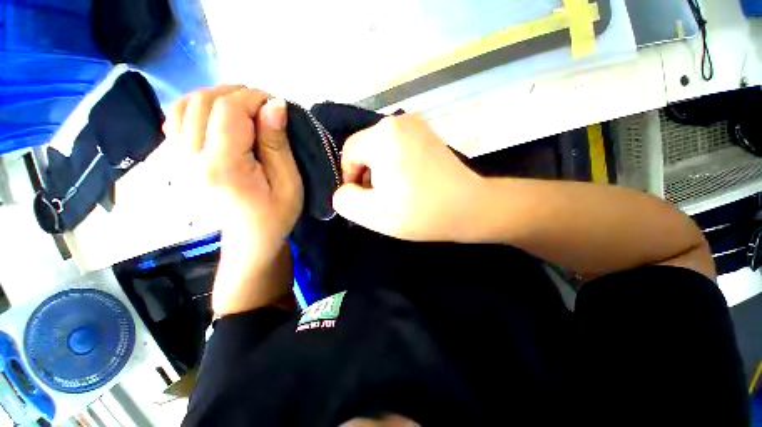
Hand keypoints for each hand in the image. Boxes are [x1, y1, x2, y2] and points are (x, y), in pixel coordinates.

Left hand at [171, 86, 303, 314]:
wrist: (248, 240)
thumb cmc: (276, 215)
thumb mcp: (289, 183)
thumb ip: (278, 144)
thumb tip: (275, 105)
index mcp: (222, 167)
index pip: (228, 110)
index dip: (254, 98)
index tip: (276, 106)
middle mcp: (190, 159)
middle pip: (203, 101)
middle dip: (237, 94)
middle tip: (263, 109)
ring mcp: (176, 160)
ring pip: (185, 104)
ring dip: (217, 98)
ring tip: (243, 111)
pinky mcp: (175, 161)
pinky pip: (176, 119)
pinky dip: (197, 108)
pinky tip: (217, 119)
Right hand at [333, 114, 482, 241]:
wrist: (470, 208)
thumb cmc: (420, 212)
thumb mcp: (373, 214)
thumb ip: (345, 200)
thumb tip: (345, 188)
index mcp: (383, 135)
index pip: (349, 152)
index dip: (350, 178)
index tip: (364, 199)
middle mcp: (399, 122)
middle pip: (366, 149)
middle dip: (367, 175)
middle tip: (381, 198)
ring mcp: (417, 126)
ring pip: (382, 149)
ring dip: (381, 171)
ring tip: (395, 192)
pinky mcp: (428, 135)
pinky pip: (398, 147)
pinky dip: (396, 165)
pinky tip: (408, 182)